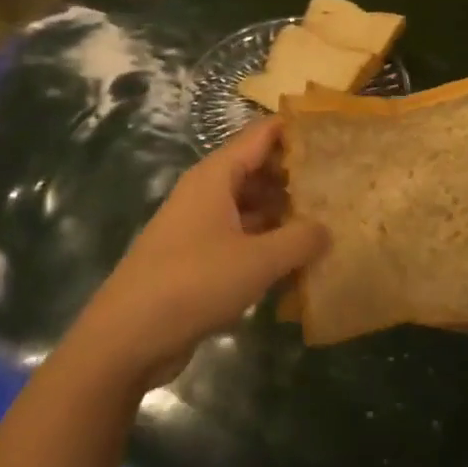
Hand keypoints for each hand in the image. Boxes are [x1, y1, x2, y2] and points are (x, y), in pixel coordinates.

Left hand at [68, 118, 325, 393]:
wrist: (127, 337)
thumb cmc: (194, 283)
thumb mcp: (257, 261)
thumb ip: (299, 240)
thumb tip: (327, 228)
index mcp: (216, 176)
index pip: (261, 135)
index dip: (294, 129)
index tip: (332, 131)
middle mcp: (206, 192)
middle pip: (257, 169)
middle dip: (294, 174)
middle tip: (340, 181)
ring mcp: (199, 225)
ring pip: (249, 205)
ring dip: (282, 211)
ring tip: (327, 219)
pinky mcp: (196, 257)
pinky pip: (240, 236)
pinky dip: (266, 241)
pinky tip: (296, 259)